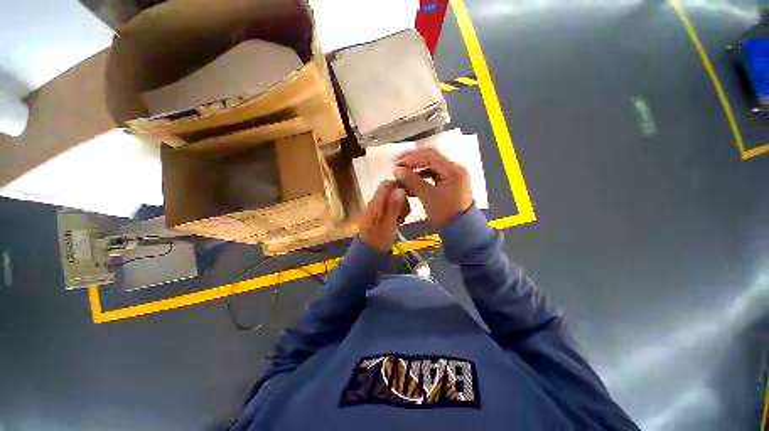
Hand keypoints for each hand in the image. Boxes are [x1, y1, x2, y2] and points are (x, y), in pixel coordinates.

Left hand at [358, 180, 410, 251]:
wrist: (368, 253)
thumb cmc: (378, 240)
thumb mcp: (389, 224)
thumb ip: (394, 206)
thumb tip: (400, 189)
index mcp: (375, 203)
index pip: (386, 184)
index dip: (399, 186)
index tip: (408, 197)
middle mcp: (373, 203)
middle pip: (390, 191)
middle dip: (401, 199)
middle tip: (404, 214)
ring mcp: (375, 209)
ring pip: (391, 200)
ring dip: (399, 207)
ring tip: (401, 220)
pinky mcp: (377, 215)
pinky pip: (388, 207)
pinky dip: (395, 212)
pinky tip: (397, 222)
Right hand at [394, 147, 471, 226]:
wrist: (460, 230)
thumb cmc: (446, 213)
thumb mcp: (427, 196)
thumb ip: (412, 181)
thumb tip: (397, 170)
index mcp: (453, 170)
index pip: (429, 157)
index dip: (411, 158)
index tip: (397, 162)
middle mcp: (454, 170)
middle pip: (431, 158)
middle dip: (414, 159)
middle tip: (399, 162)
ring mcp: (452, 177)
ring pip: (431, 167)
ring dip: (416, 169)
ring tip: (403, 173)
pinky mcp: (448, 184)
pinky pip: (432, 176)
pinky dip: (421, 177)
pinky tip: (411, 182)